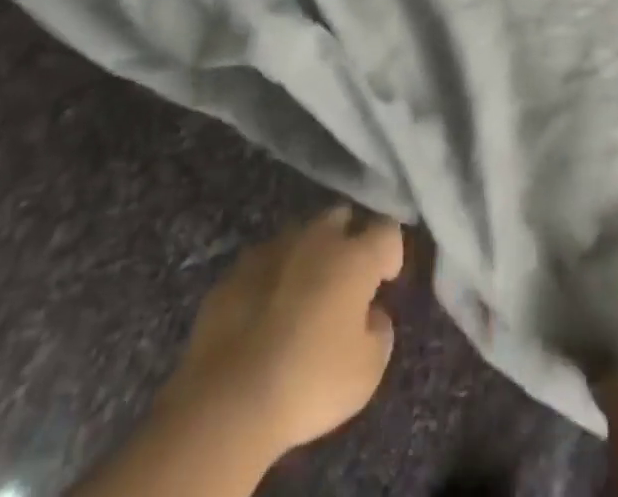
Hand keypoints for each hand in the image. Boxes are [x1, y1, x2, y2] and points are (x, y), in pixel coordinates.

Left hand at [158, 206, 405, 461]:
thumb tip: (372, 313)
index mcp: (354, 256)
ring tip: (303, 294)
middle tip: (346, 279)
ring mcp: (271, 250)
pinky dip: (271, 278)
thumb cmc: (310, 381)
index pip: (386, 230)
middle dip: (348, 239)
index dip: (390, 252)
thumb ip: (380, 332)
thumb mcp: (367, 371)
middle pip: (340, 218)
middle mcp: (316, 239)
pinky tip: (265, 312)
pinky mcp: (234, 272)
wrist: (228, 400)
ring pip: (299, 235)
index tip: (385, 281)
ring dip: (308, 255)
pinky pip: (263, 263)